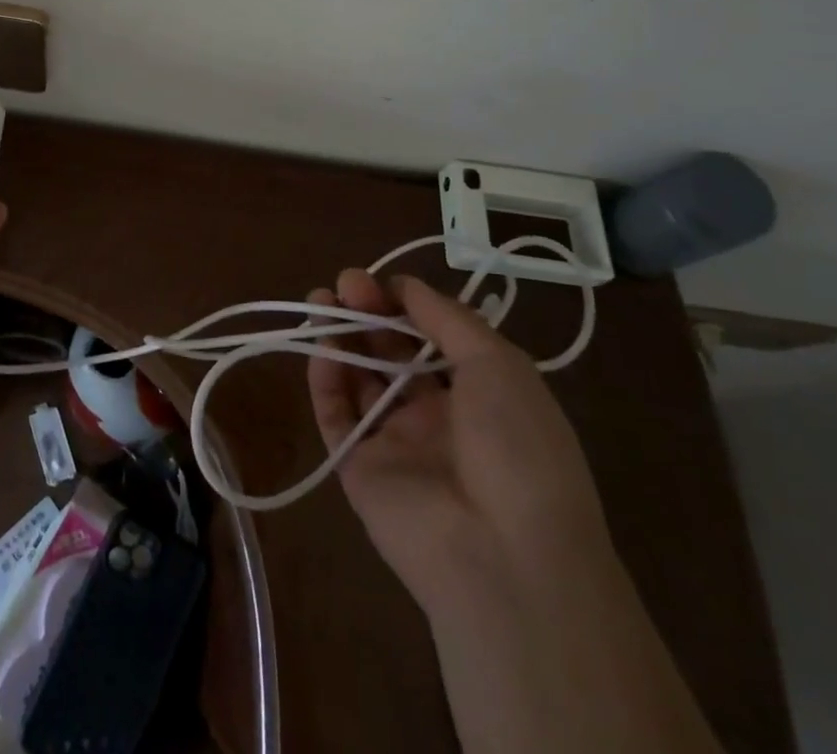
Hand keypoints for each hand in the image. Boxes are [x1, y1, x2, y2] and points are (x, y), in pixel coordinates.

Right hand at [306, 270, 608, 610]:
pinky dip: (325, 381)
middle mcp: (436, 415)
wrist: (504, 556)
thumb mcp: (499, 365)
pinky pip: (336, 416)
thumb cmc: (516, 446)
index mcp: (479, 393)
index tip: (381, 282)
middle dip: (369, 313)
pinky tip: (321, 349)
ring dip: (340, 337)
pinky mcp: (359, 468)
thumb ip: (447, 318)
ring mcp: (396, 442)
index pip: (431, 337)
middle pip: (391, 352)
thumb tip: (404, 284)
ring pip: (359, 378)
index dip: (405, 305)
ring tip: (320, 301)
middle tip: (345, 282)